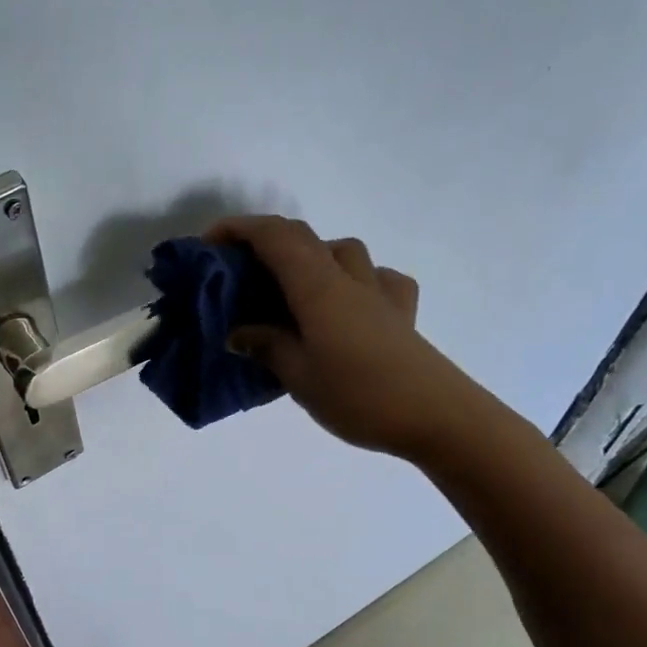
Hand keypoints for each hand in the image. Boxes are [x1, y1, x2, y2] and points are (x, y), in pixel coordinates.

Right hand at [209, 215, 477, 456]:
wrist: (437, 417)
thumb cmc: (360, 396)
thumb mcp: (299, 376)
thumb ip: (266, 347)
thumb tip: (238, 333)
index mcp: (318, 287)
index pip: (275, 237)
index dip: (239, 229)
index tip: (209, 243)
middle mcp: (349, 278)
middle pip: (304, 238)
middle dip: (266, 243)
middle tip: (239, 273)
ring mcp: (380, 292)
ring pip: (342, 252)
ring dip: (310, 257)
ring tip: (290, 290)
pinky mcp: (402, 313)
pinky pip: (377, 279)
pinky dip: (354, 280)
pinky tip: (348, 304)